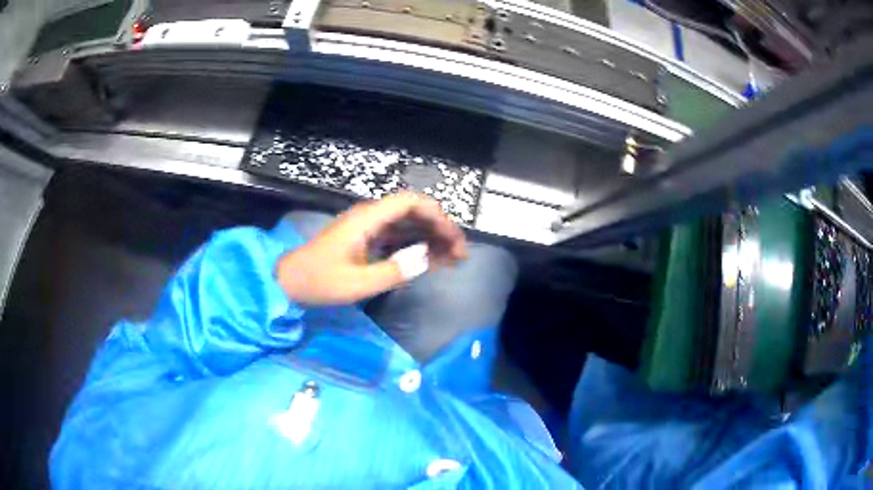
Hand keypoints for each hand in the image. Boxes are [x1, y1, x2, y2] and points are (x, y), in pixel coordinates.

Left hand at [276, 192, 467, 304]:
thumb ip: (393, 271)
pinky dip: (416, 246)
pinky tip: (431, 260)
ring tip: (454, 258)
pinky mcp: (367, 240)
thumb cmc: (320, 280)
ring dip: (431, 238)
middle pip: (413, 212)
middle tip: (460, 252)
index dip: (435, 214)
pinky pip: (397, 237)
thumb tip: (426, 259)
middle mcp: (371, 217)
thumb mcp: (357, 283)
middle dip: (440, 229)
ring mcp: (369, 228)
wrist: (291, 281)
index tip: (452, 236)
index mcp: (367, 219)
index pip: (409, 202)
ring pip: (408, 225)